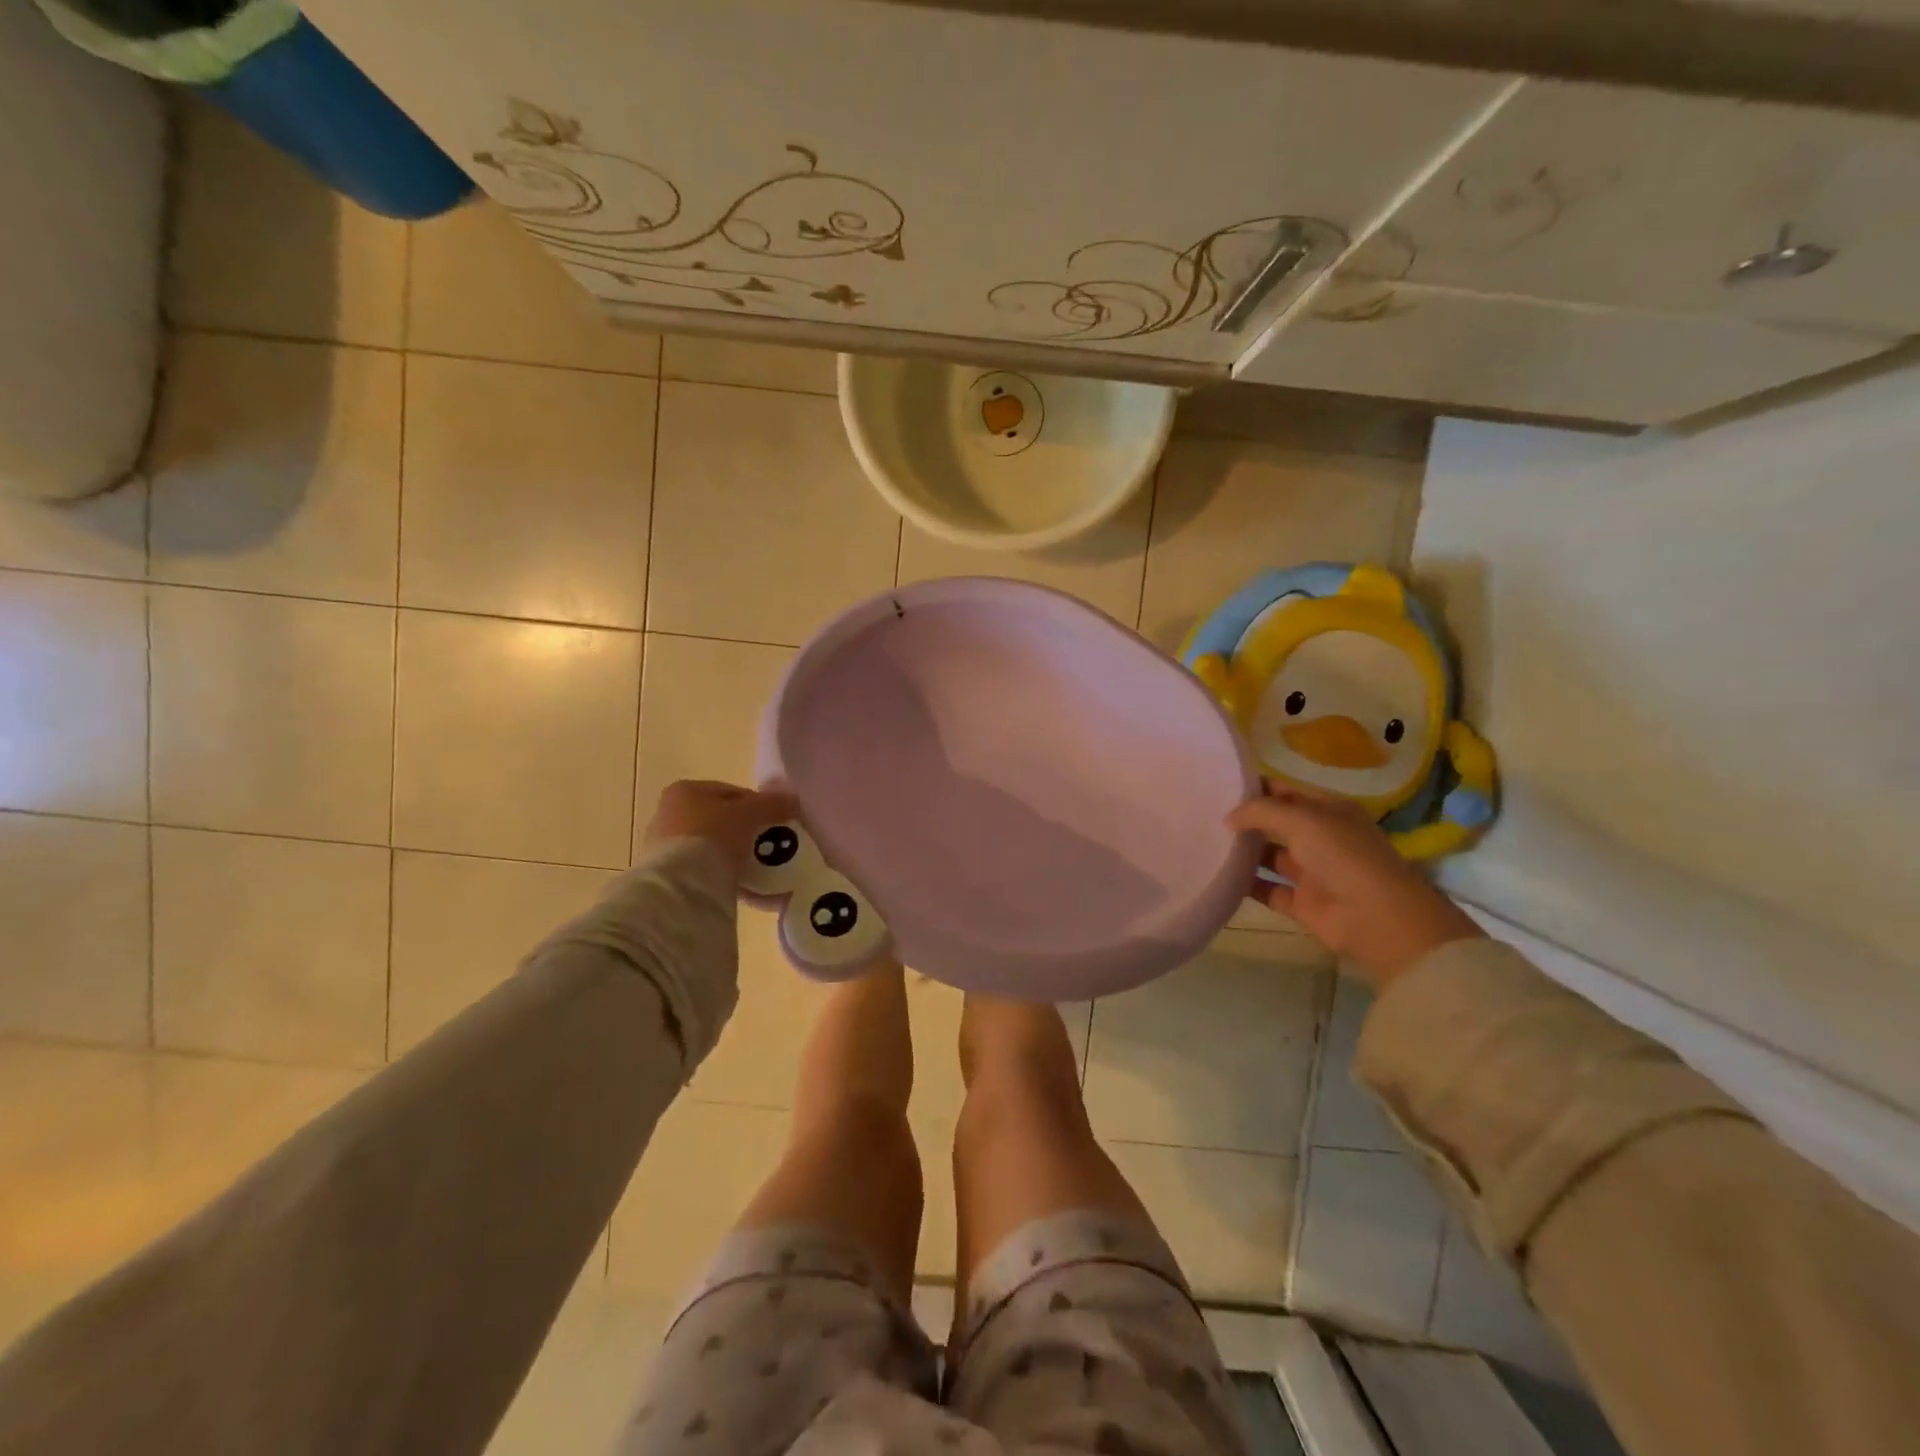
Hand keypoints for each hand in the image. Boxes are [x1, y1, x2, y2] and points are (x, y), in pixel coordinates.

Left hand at [643, 780, 795, 877]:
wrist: (682, 884)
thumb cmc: (714, 835)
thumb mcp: (750, 814)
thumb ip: (773, 804)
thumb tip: (793, 801)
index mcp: (686, 790)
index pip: (732, 792)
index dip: (758, 805)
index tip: (776, 821)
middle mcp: (670, 813)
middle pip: (722, 819)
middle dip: (747, 831)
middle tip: (770, 845)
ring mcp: (666, 846)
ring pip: (715, 846)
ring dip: (737, 855)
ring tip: (761, 869)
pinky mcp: (670, 875)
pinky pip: (707, 870)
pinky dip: (727, 875)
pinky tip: (748, 887)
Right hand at [1227, 782, 1483, 988]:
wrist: (1376, 918)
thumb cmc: (1343, 856)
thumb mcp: (1302, 820)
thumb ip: (1261, 811)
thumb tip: (1228, 818)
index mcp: (1328, 811)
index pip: (1286, 791)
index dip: (1257, 787)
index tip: (1219, 785)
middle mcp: (1320, 838)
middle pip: (1276, 823)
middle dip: (1246, 819)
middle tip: (1205, 813)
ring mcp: (1311, 871)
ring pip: (1270, 856)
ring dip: (1244, 851)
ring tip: (1206, 842)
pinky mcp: (1302, 903)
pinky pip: (1267, 889)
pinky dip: (1246, 884)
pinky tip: (1218, 875)